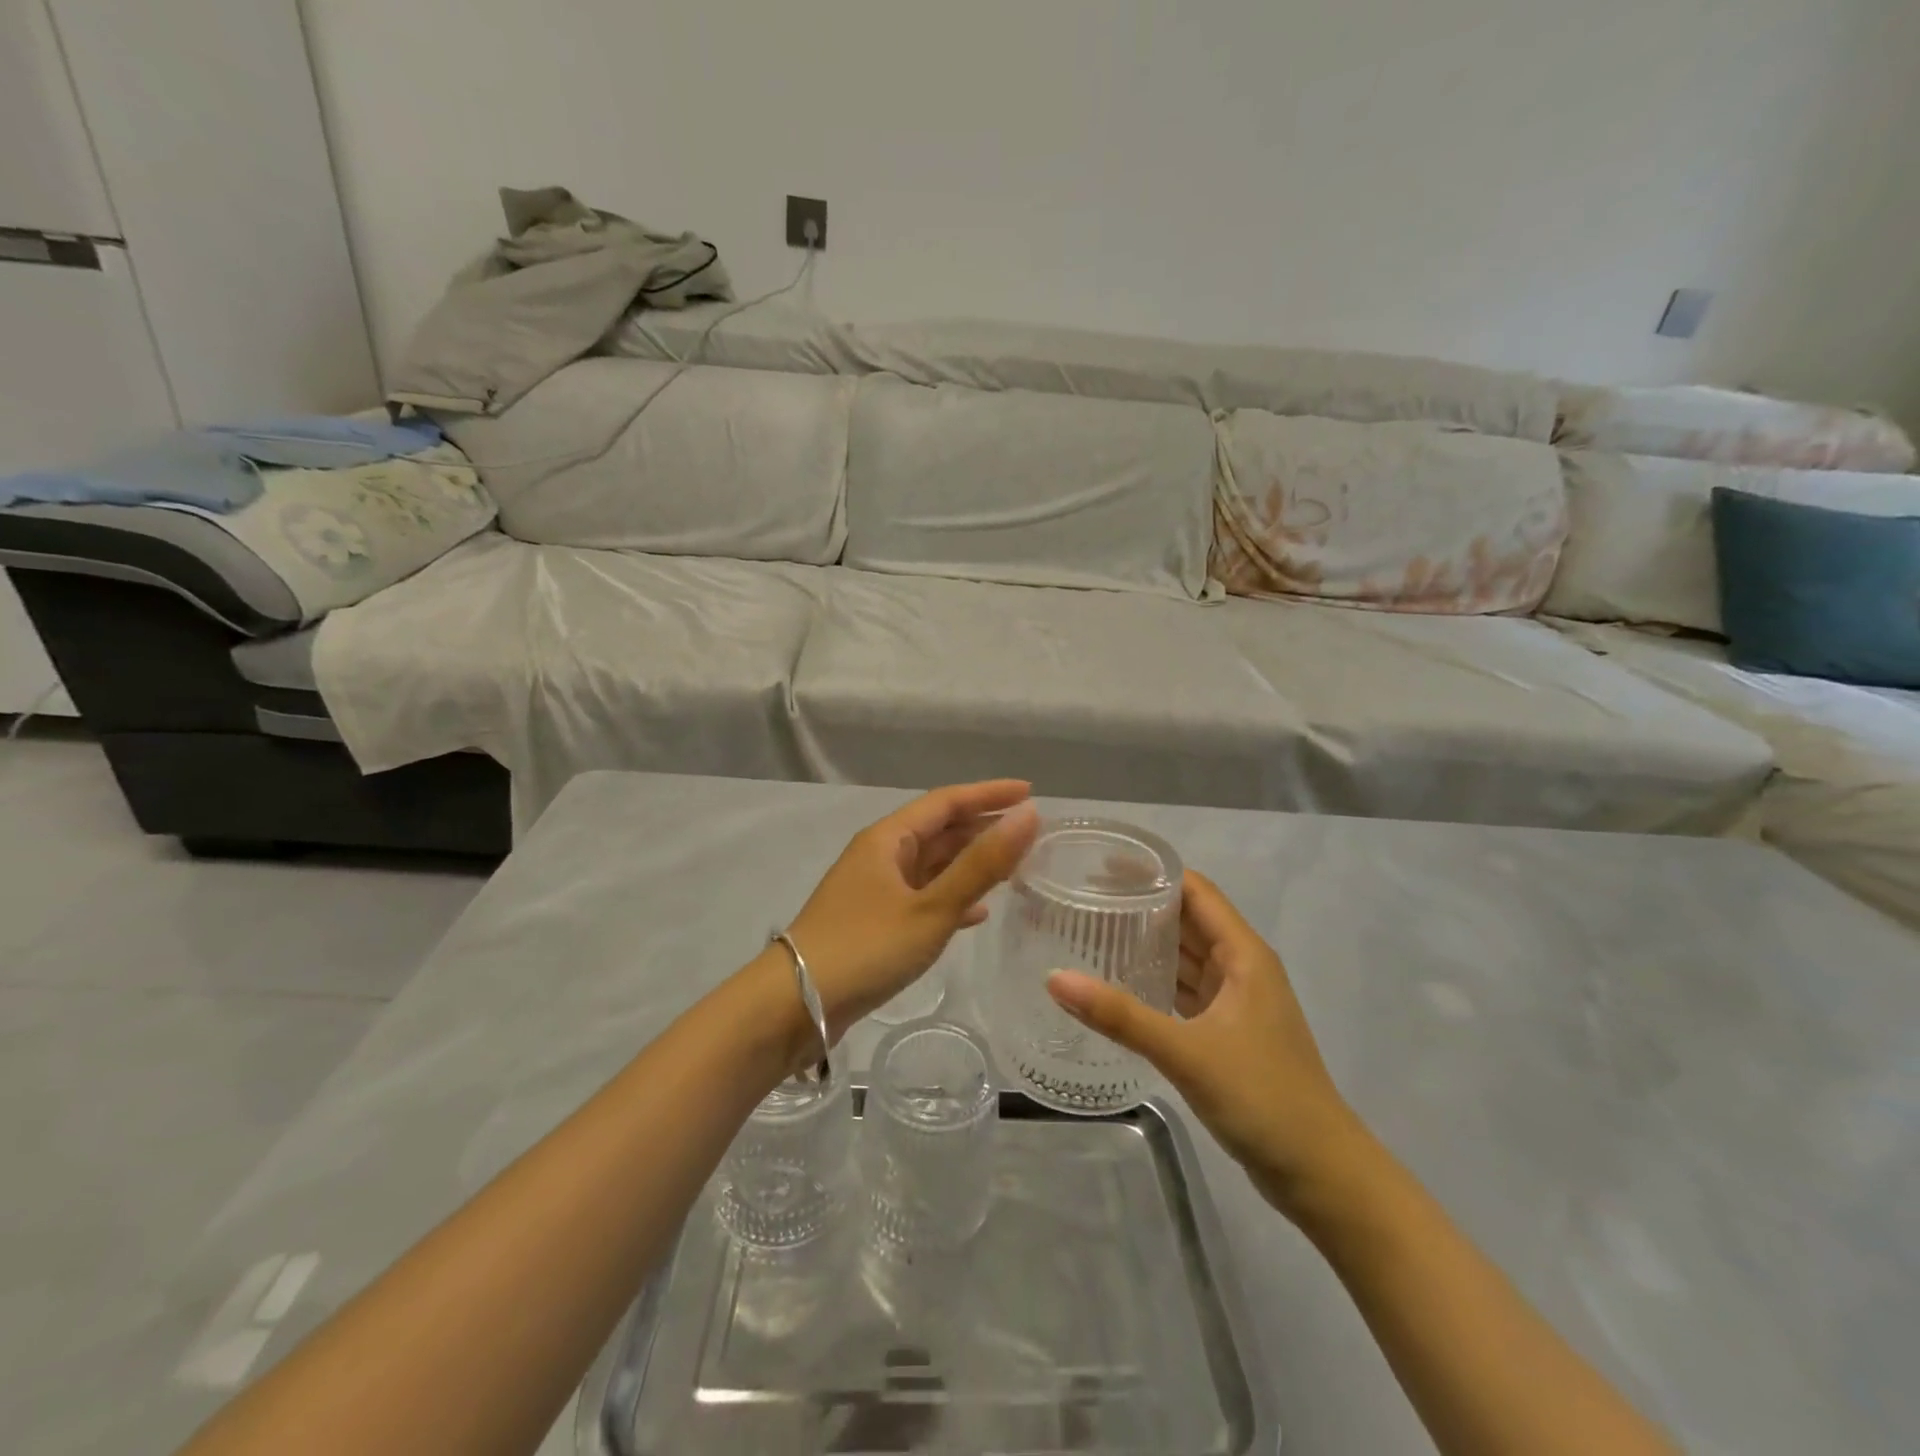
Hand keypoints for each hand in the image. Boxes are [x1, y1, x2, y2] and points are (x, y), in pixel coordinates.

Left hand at [786, 781, 1040, 1036]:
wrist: (795, 1005)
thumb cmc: (866, 948)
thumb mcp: (932, 907)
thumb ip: (982, 864)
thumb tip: (1028, 815)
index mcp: (888, 838)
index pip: (947, 801)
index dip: (989, 794)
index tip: (1031, 793)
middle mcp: (880, 854)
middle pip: (939, 830)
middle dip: (983, 828)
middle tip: (1030, 834)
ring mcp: (875, 889)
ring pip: (932, 865)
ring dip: (971, 864)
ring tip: (1014, 868)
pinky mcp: (874, 921)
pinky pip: (922, 896)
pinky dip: (952, 897)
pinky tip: (978, 913)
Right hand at [1047, 870, 1367, 1219]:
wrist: (1322, 1174)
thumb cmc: (1263, 1098)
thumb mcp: (1187, 1052)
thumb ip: (1121, 1016)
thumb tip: (1055, 978)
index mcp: (1244, 954)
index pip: (1195, 890)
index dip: (1153, 872)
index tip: (1101, 865)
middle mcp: (1241, 968)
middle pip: (1188, 919)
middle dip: (1142, 904)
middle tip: (1083, 897)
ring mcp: (1236, 1002)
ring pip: (1186, 956)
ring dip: (1147, 942)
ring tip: (1092, 930)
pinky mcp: (1227, 1033)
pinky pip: (1185, 990)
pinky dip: (1156, 979)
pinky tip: (1119, 982)